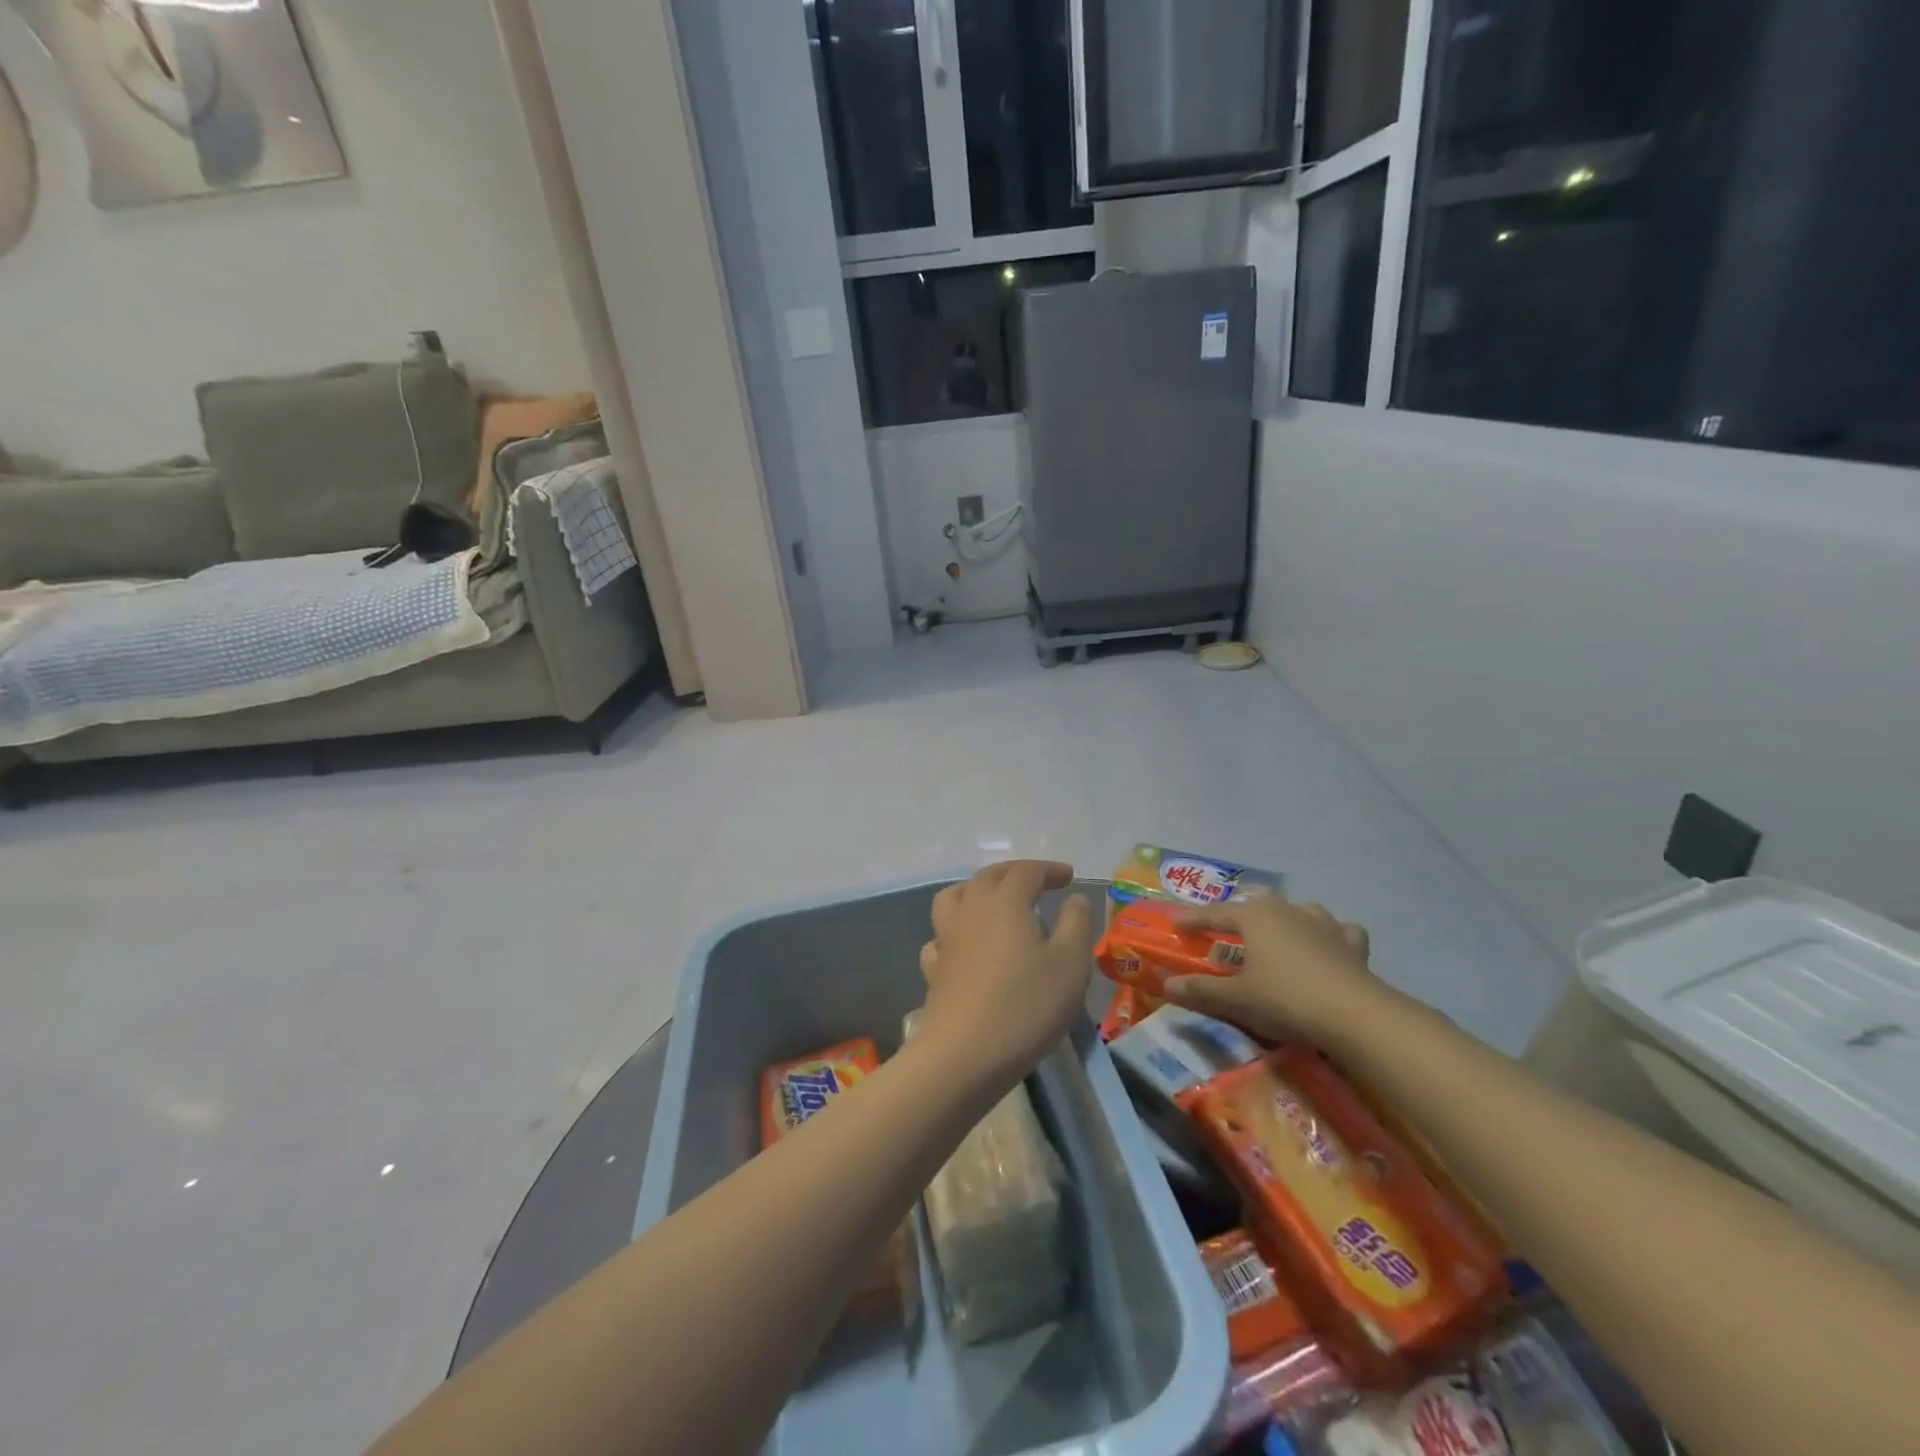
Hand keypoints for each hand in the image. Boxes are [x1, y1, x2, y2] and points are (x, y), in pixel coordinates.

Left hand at [916, 861, 1094, 1084]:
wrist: (964, 1055)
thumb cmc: (1026, 1006)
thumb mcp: (1070, 964)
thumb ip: (1076, 924)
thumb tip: (1075, 898)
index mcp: (1005, 901)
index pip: (1027, 871)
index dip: (1049, 870)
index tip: (1069, 877)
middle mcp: (971, 909)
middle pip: (989, 876)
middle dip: (1016, 873)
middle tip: (1039, 882)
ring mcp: (946, 937)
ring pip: (955, 896)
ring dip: (977, 890)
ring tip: (996, 903)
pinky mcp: (934, 967)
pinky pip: (941, 936)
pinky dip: (956, 931)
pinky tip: (967, 947)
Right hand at [1160, 895, 1398, 1050]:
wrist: (1354, 1014)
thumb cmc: (1285, 999)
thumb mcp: (1237, 999)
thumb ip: (1201, 991)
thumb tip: (1167, 985)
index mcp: (1254, 917)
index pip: (1215, 914)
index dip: (1193, 920)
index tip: (1177, 925)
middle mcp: (1287, 910)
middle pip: (1257, 904)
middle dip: (1240, 914)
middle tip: (1228, 929)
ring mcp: (1323, 924)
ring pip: (1299, 911)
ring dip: (1286, 919)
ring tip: (1279, 935)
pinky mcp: (1352, 944)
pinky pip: (1339, 931)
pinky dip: (1331, 936)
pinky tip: (1329, 947)